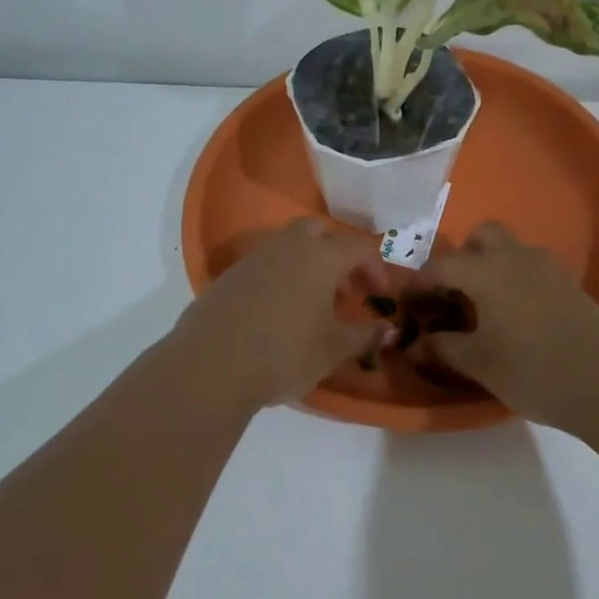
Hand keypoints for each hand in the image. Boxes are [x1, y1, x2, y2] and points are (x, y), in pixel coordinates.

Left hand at [173, 219, 388, 410]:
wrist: (210, 365)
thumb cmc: (285, 353)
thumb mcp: (334, 349)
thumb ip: (364, 334)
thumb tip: (387, 328)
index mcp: (321, 256)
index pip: (360, 248)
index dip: (377, 268)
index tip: (381, 296)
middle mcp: (288, 246)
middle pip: (320, 233)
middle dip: (339, 255)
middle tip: (346, 290)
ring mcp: (254, 258)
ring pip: (290, 246)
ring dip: (309, 265)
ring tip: (315, 304)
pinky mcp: (229, 276)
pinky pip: (266, 264)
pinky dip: (282, 277)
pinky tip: (280, 313)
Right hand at [414, 222, 598, 427]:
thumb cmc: (532, 370)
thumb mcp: (479, 362)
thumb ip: (443, 348)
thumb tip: (415, 344)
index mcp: (486, 271)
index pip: (442, 265)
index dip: (420, 282)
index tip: (407, 302)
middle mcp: (516, 258)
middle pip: (482, 236)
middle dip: (462, 257)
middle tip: (453, 294)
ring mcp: (548, 268)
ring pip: (511, 249)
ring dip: (491, 265)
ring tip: (484, 306)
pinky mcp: (570, 284)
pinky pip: (532, 267)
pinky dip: (515, 278)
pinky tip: (516, 315)